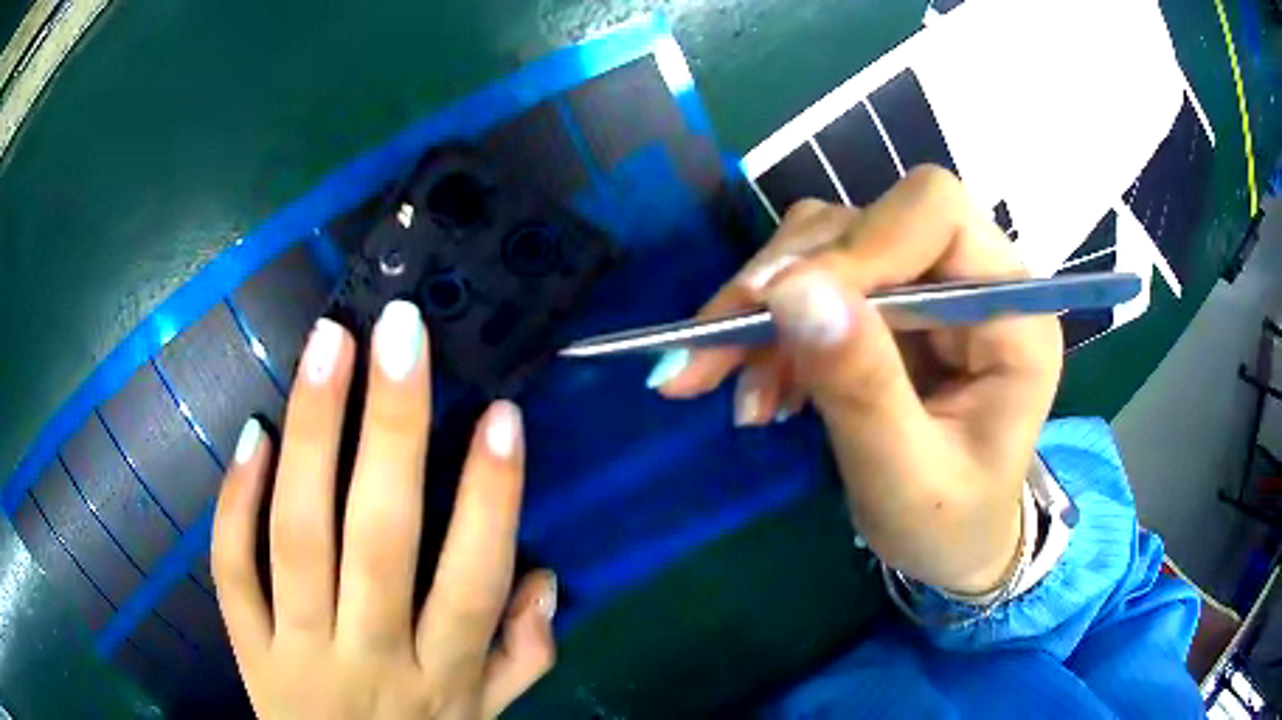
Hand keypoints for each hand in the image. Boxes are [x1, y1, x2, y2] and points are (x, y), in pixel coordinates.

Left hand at [212, 301, 555, 718]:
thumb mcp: (484, 719)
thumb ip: (522, 660)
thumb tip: (541, 579)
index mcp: (442, 680)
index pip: (472, 582)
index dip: (491, 498)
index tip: (501, 415)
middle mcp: (370, 658)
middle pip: (379, 539)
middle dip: (392, 427)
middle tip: (399, 331)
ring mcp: (296, 650)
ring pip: (297, 535)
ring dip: (313, 433)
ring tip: (328, 345)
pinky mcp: (246, 647)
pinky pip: (232, 570)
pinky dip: (235, 503)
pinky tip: (253, 434)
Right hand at [652, 167, 1062, 593]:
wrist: (951, 541)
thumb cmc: (949, 524)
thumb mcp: (907, 478)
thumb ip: (863, 387)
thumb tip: (793, 291)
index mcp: (1013, 313)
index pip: (935, 214)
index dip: (856, 244)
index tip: (779, 309)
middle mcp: (972, 277)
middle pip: (865, 219)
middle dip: (784, 282)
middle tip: (713, 354)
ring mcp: (927, 284)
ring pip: (825, 244)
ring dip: (764, 310)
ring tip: (740, 393)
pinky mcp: (889, 303)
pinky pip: (811, 282)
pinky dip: (769, 329)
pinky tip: (758, 389)